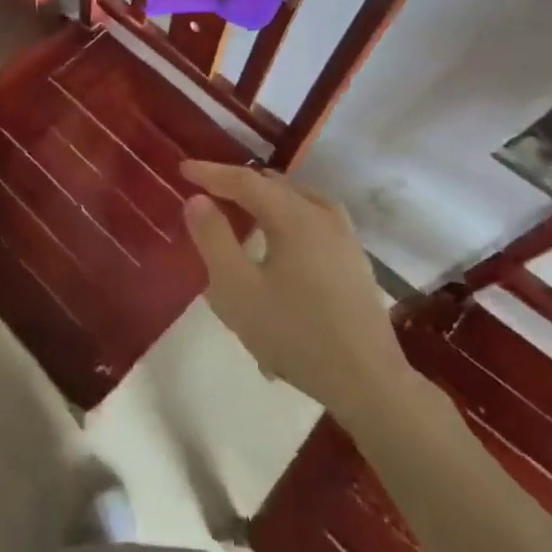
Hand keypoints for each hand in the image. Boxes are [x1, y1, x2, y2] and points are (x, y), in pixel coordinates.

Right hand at [180, 161, 408, 413]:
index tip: (183, 169)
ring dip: (267, 197)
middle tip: (208, 189)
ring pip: (300, 199)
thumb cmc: (294, 334)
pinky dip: (289, 214)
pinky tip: (282, 238)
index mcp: (294, 217)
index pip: (245, 181)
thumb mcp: (237, 289)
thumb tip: (197, 200)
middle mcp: (323, 217)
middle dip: (238, 183)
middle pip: (275, 185)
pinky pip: (314, 219)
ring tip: (244, 207)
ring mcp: (345, 239)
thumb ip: (213, 239)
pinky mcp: (355, 262)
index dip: (211, 173)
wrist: (368, 382)